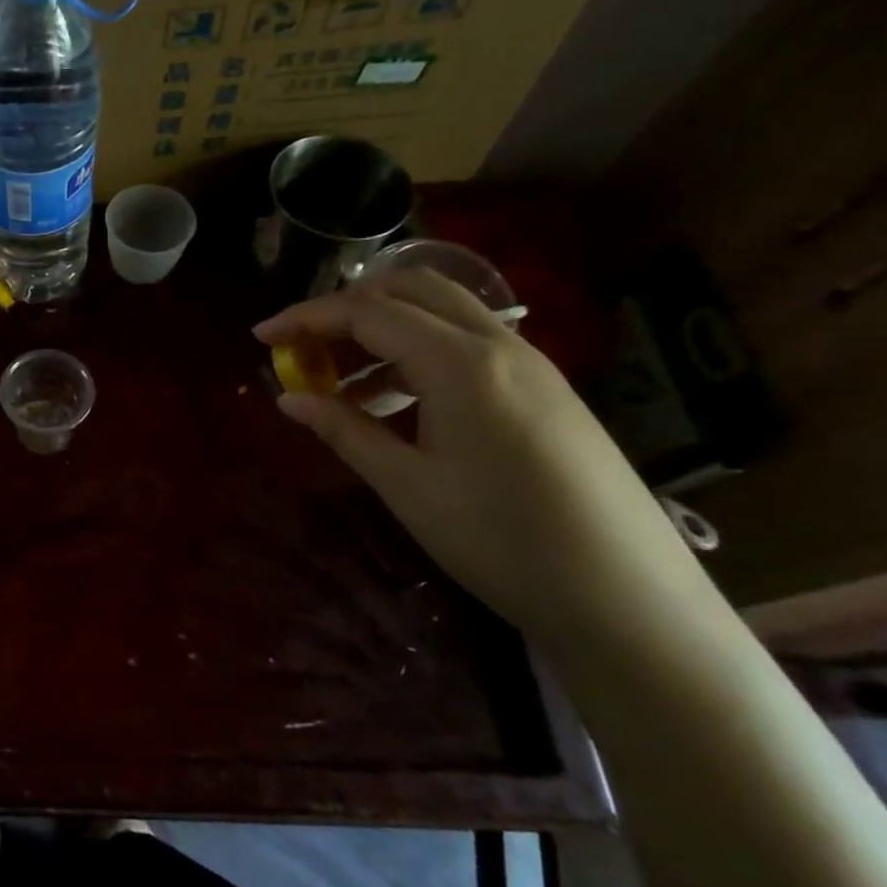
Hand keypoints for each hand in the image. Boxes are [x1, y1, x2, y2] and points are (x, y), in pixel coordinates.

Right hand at [255, 271, 712, 643]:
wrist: (626, 596)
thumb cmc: (501, 540)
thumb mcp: (407, 486)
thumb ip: (344, 430)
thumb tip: (288, 398)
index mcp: (460, 364)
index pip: (368, 312)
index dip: (306, 318)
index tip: (260, 337)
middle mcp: (499, 344)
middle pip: (409, 289)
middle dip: (344, 307)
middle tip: (301, 346)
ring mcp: (529, 363)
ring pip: (441, 312)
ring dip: (381, 328)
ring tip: (338, 379)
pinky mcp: (543, 387)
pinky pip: (467, 343)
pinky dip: (416, 351)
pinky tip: (393, 400)